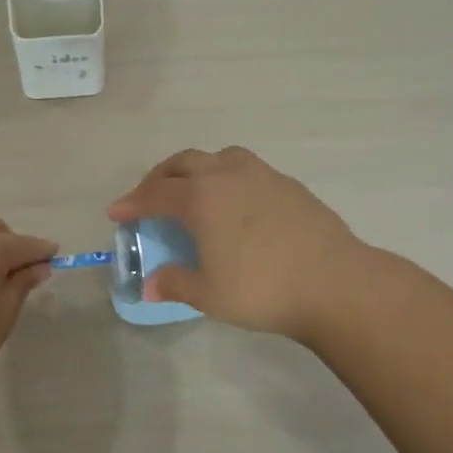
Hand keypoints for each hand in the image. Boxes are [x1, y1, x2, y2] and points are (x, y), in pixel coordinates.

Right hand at [108, 147, 361, 341]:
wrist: (335, 283)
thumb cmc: (262, 289)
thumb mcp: (208, 294)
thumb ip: (175, 284)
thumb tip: (151, 286)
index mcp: (202, 197)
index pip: (156, 193)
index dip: (132, 203)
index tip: (116, 212)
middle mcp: (229, 175)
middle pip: (184, 163)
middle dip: (160, 177)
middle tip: (149, 197)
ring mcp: (263, 176)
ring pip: (220, 158)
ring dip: (197, 169)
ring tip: (194, 191)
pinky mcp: (290, 185)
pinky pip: (247, 170)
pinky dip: (228, 179)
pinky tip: (236, 205)